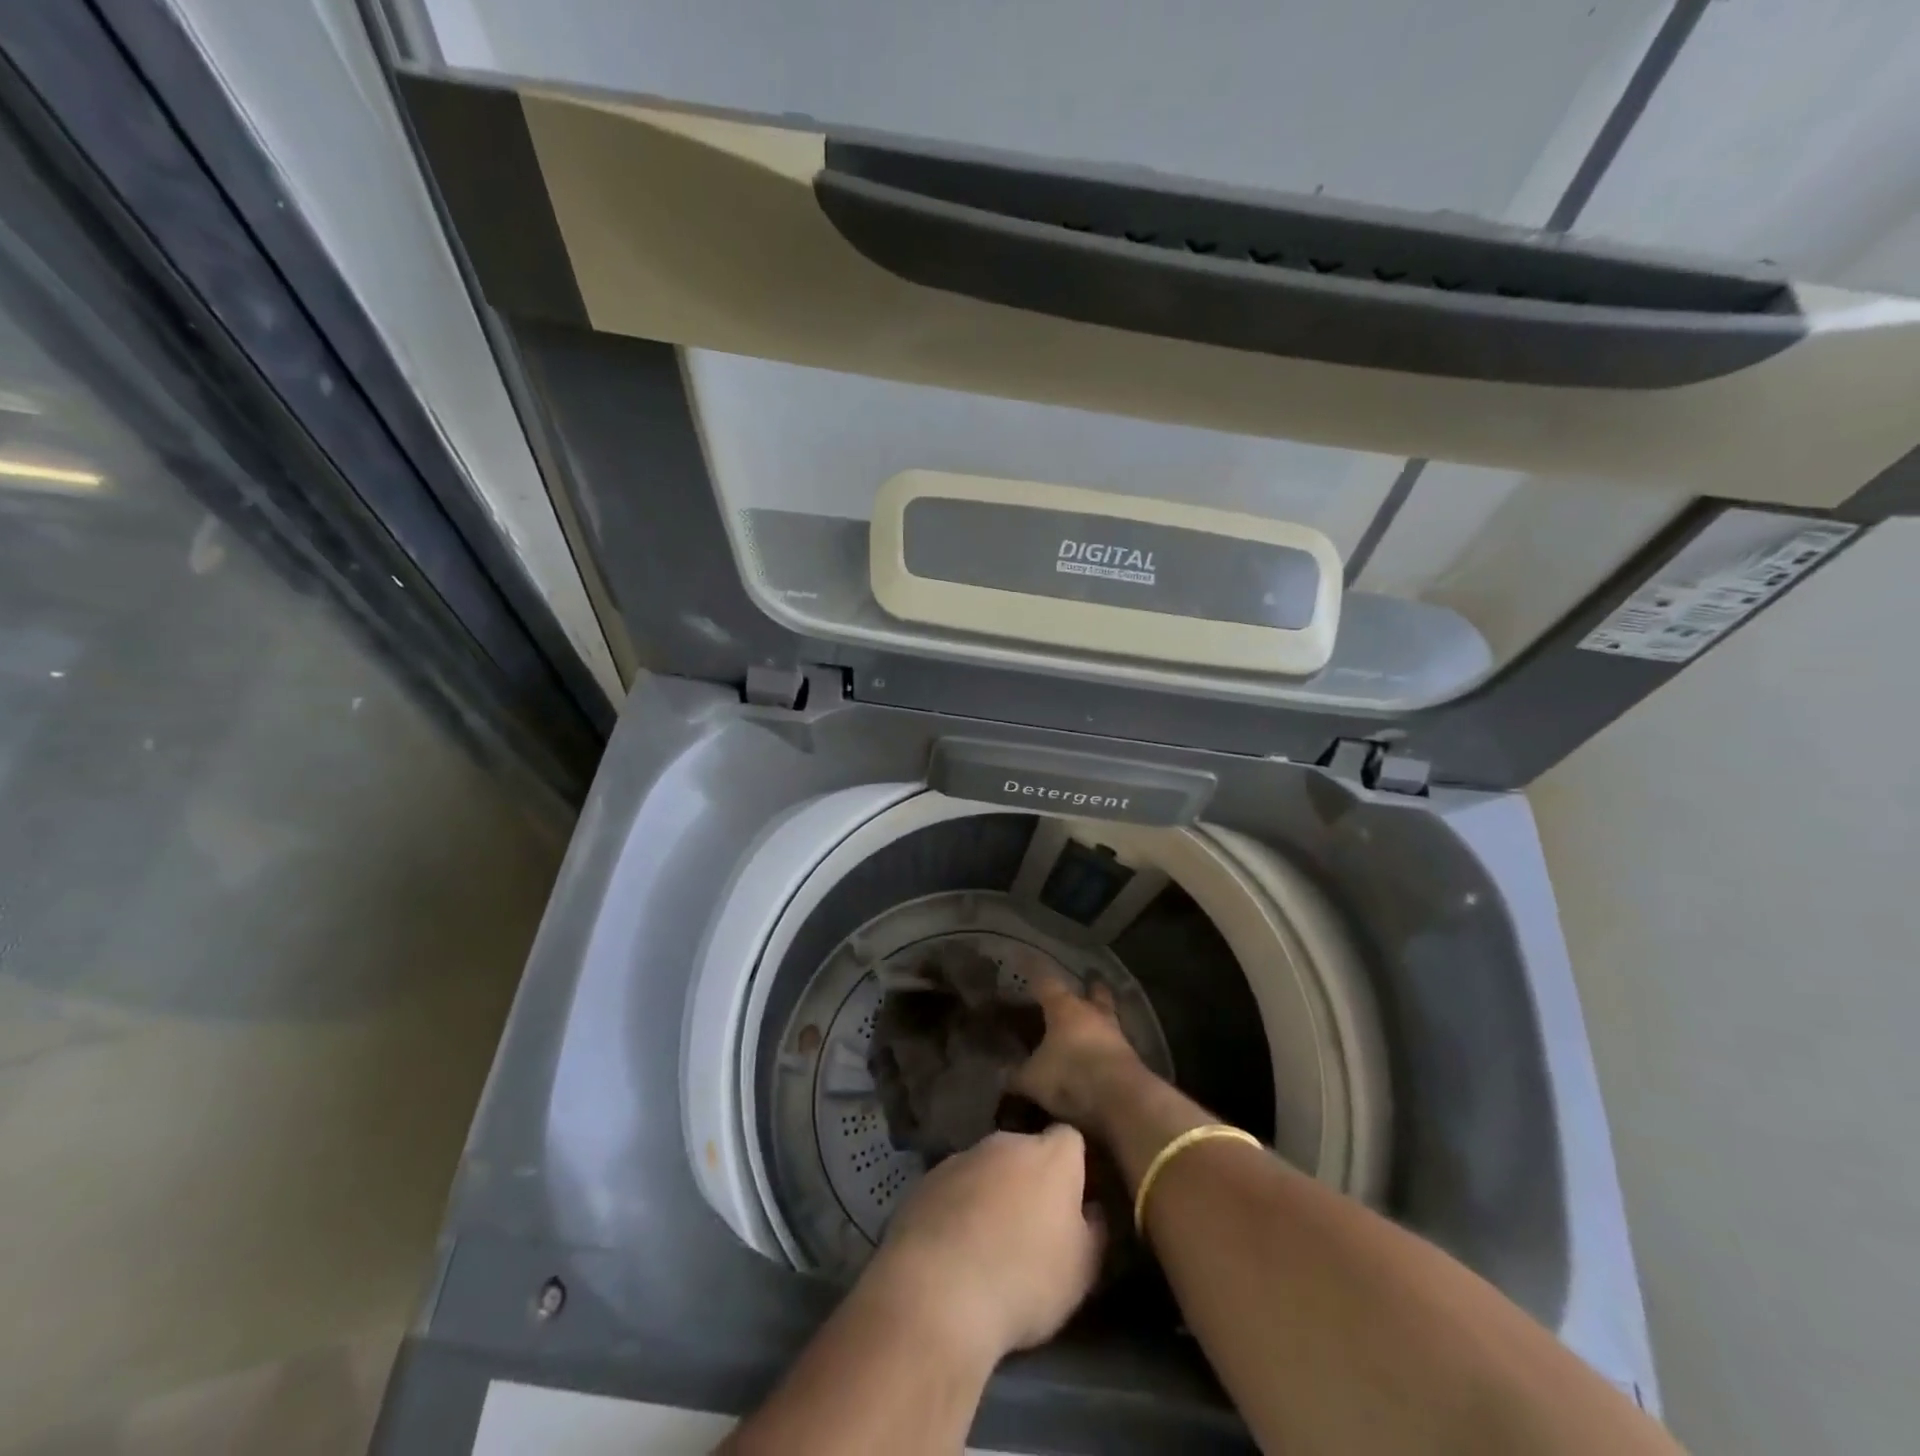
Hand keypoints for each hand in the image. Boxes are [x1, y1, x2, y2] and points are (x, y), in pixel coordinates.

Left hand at [868, 1125, 1105, 1361]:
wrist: (938, 1291)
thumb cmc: (1026, 1278)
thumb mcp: (1083, 1269)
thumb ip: (1094, 1230)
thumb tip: (1093, 1209)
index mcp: (1050, 1155)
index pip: (1071, 1139)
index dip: (1075, 1166)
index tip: (1076, 1199)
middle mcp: (1006, 1142)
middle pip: (1026, 1150)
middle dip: (1031, 1179)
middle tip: (1034, 1226)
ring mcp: (962, 1157)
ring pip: (988, 1168)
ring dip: (993, 1192)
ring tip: (991, 1242)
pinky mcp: (926, 1179)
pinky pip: (954, 1188)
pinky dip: (959, 1207)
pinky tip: (955, 1247)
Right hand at [1011, 966, 1148, 1130]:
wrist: (1122, 1100)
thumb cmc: (1070, 1076)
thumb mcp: (1032, 1080)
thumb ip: (1016, 1075)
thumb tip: (1002, 1076)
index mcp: (1063, 1008)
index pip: (1045, 981)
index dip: (1033, 970)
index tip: (1026, 958)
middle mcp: (1091, 1013)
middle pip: (1093, 992)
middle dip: (1089, 987)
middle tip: (1088, 981)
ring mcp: (1115, 1034)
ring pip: (1108, 1016)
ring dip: (1101, 1017)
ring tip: (1094, 1020)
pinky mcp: (1130, 1058)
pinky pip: (1115, 1044)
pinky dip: (1107, 1045)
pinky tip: (1101, 1053)